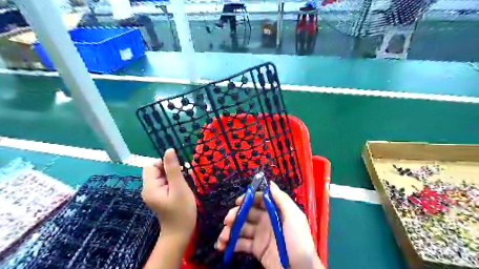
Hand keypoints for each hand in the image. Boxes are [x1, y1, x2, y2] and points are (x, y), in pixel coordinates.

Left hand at [140, 149, 197, 238]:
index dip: (164, 163)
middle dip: (169, 169)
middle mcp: (148, 188)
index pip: (151, 165)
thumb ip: (173, 168)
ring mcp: (153, 193)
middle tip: (182, 176)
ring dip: (172, 174)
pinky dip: (173, 180)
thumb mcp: (179, 187)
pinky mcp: (159, 196)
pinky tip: (181, 187)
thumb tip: (169, 150)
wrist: (181, 232)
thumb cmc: (182, 211)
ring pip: (161, 175)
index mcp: (150, 187)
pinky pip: (164, 182)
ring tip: (183, 182)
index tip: (178, 170)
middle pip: (155, 169)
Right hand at [216, 180, 320, 268]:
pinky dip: (231, 244)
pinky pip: (241, 243)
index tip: (238, 202)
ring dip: (230, 230)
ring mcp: (260, 235)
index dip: (248, 199)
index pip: (259, 200)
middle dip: (236, 215)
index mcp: (275, 211)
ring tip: (223, 237)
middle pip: (247, 213)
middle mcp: (266, 220)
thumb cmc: (298, 241)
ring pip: (242, 228)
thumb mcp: (294, 217)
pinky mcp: (256, 249)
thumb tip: (270, 183)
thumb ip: (282, 199)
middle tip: (227, 220)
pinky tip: (222, 246)